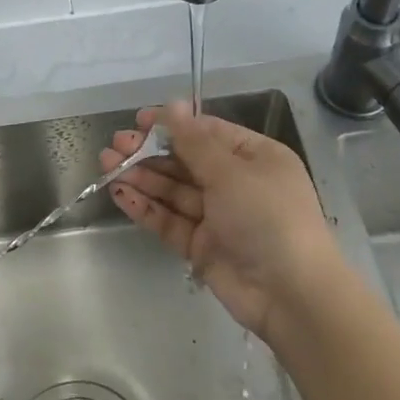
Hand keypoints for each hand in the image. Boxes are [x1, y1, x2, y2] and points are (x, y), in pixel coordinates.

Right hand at [101, 102, 345, 339]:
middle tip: (115, 146)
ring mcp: (218, 217)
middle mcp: (237, 184)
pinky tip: (121, 194)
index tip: (138, 120)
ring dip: (142, 177)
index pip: (208, 133)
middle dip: (150, 152)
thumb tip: (173, 104)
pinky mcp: (202, 247)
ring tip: (107, 166)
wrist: (291, 295)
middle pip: (186, 161)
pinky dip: (146, 208)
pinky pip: (170, 221)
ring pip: (174, 191)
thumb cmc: (268, 217)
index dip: (173, 125)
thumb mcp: (231, 172)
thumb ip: (194, 141)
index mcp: (255, 158)